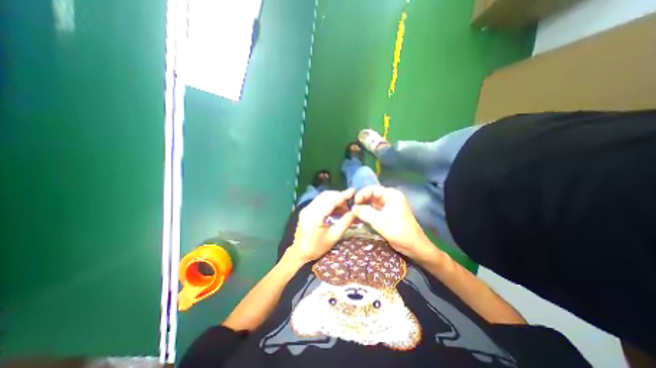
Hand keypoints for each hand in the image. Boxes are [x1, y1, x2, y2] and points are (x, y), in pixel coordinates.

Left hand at [288, 189, 355, 262]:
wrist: (300, 253)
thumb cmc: (317, 247)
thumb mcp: (334, 236)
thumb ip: (345, 222)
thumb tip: (355, 212)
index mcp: (315, 216)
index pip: (330, 200)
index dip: (343, 195)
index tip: (353, 191)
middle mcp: (309, 209)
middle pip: (326, 196)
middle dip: (339, 196)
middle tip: (350, 203)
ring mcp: (306, 209)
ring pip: (322, 197)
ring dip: (334, 198)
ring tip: (345, 206)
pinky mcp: (306, 210)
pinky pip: (319, 201)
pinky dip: (329, 202)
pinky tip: (336, 208)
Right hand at [351, 187, 436, 263]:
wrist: (415, 247)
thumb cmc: (400, 232)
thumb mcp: (380, 222)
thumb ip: (365, 213)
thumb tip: (352, 207)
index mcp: (391, 195)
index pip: (372, 189)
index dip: (361, 194)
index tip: (353, 204)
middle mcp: (390, 197)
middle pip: (372, 195)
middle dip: (361, 201)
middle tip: (352, 209)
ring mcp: (389, 205)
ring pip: (372, 202)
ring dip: (364, 207)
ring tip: (354, 213)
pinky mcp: (388, 212)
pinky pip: (375, 209)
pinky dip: (368, 212)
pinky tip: (360, 217)